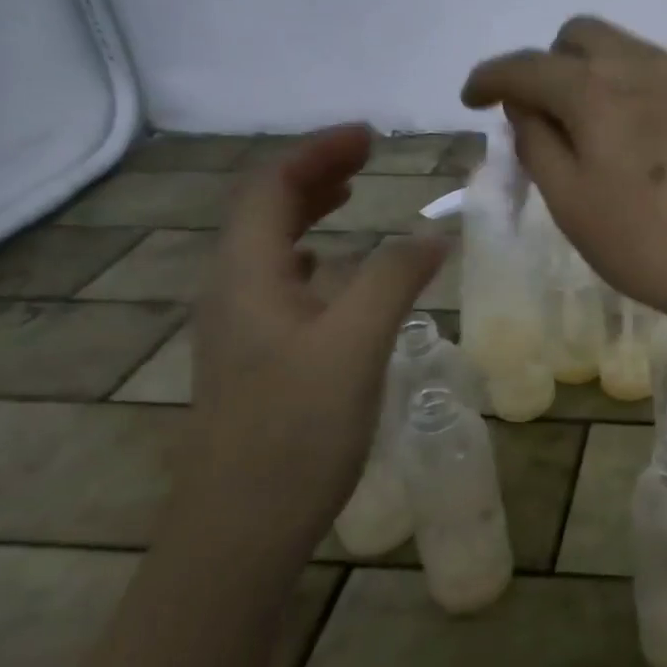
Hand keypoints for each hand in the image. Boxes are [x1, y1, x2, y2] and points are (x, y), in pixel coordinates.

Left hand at [173, 127, 446, 571]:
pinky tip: (336, 273)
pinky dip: (313, 257)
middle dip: (313, 173)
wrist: (239, 530)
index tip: (370, 137)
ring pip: (269, 248)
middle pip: (263, 211)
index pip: (270, 187)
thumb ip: (394, 279)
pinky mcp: (256, 359)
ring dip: (308, 212)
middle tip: (367, 157)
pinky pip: (281, 284)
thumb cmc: (295, 431)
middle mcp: (232, 292)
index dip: (317, 152)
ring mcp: (240, 328)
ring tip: (351, 196)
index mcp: (246, 276)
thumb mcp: (354, 345)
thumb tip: (434, 232)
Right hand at [461, 16, 666, 333]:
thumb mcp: (572, 204)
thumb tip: (527, 106)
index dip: (491, 77)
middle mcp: (643, 66)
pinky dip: (638, 88)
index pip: (527, 65)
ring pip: (627, 48)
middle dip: (550, 63)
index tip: (473, 99)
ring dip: (597, 73)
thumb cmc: (648, 243)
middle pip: (581, 34)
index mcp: (595, 92)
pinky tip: (649, 138)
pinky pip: (666, 72)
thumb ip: (538, 144)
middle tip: (548, 114)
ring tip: (601, 129)